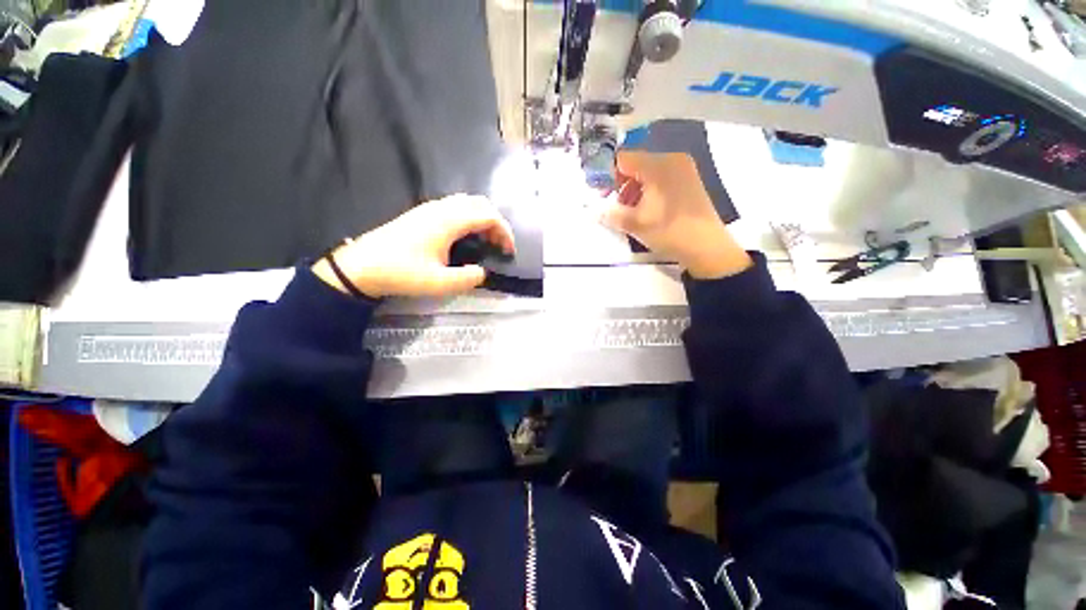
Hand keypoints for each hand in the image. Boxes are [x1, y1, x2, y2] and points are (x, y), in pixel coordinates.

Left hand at [312, 194, 515, 297]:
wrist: (361, 266)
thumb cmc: (401, 273)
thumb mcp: (439, 283)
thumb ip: (468, 278)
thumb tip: (483, 272)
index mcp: (448, 221)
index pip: (487, 215)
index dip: (504, 231)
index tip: (509, 251)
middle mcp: (441, 208)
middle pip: (479, 203)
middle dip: (496, 222)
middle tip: (498, 245)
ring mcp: (430, 208)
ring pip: (466, 203)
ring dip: (482, 219)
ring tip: (485, 242)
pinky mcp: (422, 214)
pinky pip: (455, 207)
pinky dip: (469, 218)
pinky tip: (465, 238)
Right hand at [603, 151, 751, 278]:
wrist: (706, 247)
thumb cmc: (669, 232)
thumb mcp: (635, 224)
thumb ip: (611, 213)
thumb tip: (593, 210)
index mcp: (658, 165)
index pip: (623, 158)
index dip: (607, 175)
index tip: (601, 194)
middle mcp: (672, 160)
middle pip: (636, 164)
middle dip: (620, 184)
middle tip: (615, 206)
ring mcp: (684, 169)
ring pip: (648, 172)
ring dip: (633, 189)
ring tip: (630, 212)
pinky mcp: (689, 181)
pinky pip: (661, 179)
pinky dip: (648, 191)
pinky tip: (646, 210)